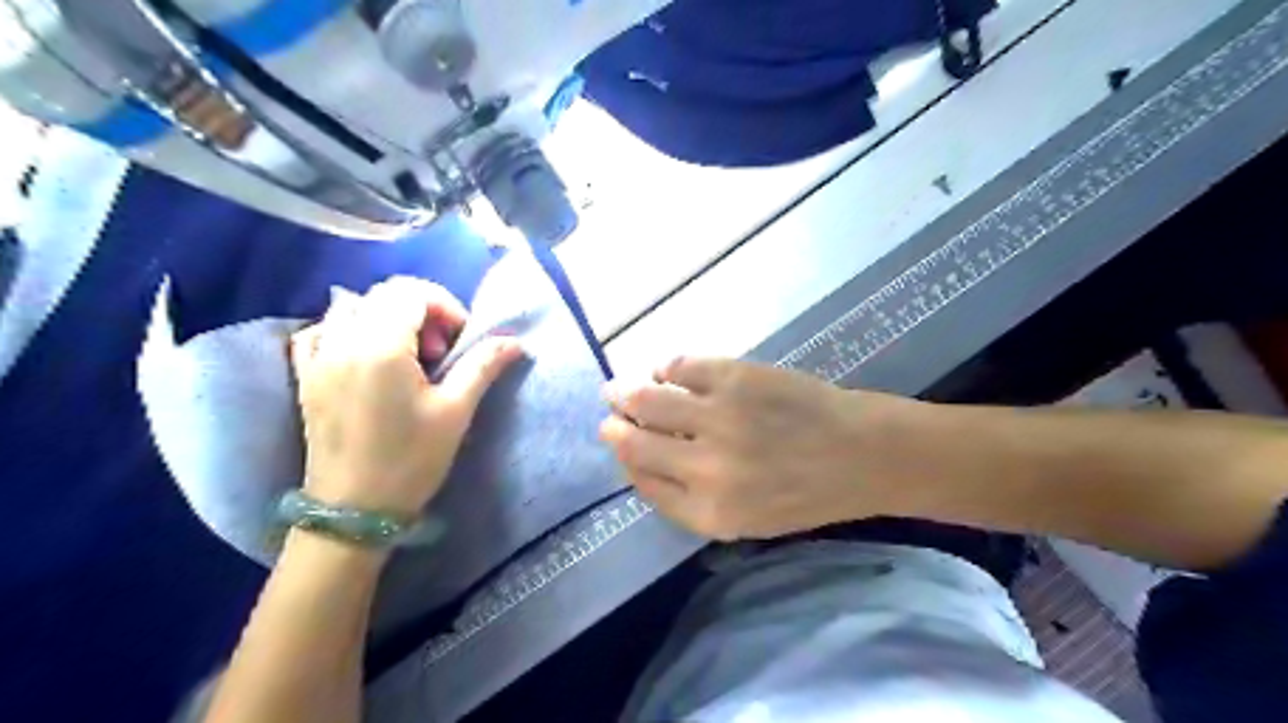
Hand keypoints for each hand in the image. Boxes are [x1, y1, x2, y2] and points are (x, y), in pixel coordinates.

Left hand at [291, 278, 521, 519]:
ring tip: (404, 354)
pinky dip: (344, 330)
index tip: (460, 340)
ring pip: (349, 308)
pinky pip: (318, 332)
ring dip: (384, 317)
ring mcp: (318, 359)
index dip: (444, 306)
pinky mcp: (305, 378)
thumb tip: (514, 342)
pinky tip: (362, 356)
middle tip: (438, 352)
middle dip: (419, 310)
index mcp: (381, 346)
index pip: (411, 292)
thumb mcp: (455, 412)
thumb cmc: (410, 460)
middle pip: (382, 294)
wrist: (354, 510)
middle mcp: (343, 341)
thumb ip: (482, 366)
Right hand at [598, 358, 930, 537]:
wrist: (862, 454)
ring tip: (619, 389)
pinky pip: (679, 366)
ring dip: (624, 392)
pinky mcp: (734, 377)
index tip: (619, 445)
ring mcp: (718, 417)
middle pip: (634, 442)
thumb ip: (688, 501)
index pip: (643, 483)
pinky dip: (665, 368)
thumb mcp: (745, 519)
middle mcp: (705, 467)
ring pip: (646, 399)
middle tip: (609, 414)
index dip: (625, 461)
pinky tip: (665, 371)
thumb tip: (641, 462)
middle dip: (613, 427)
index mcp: (709, 511)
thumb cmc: (806, 493)